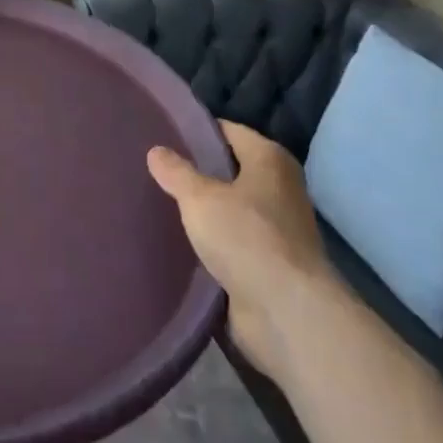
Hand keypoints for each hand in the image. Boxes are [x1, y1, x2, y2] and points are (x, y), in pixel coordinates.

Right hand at [148, 120, 337, 380]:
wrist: (286, 313)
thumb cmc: (246, 238)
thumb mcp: (200, 197)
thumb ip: (176, 172)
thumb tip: (156, 150)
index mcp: (270, 160)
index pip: (229, 131)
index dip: (197, 130)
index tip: (163, 134)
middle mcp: (280, 188)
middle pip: (231, 170)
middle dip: (198, 171)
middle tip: (156, 169)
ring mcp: (278, 229)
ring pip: (231, 208)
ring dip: (204, 210)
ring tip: (161, 203)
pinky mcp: (270, 264)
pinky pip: (233, 242)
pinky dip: (212, 241)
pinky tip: (180, 241)